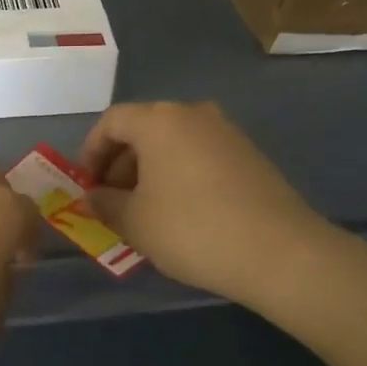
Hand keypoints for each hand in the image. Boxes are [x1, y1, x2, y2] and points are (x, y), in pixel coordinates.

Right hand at [81, 101, 336, 310]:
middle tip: (112, 202)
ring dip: (150, 171)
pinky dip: (180, 175)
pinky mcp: (249, 154)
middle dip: (120, 164)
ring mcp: (225, 131)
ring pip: (172, 143)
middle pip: (143, 129)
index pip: (111, 121)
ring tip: (145, 212)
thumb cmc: (192, 229)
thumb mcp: (134, 222)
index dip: (91, 152)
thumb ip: (104, 204)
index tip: (87, 186)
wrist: (279, 252)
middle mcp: (192, 113)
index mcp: (158, 120)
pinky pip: (199, 155)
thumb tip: (91, 197)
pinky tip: (183, 213)